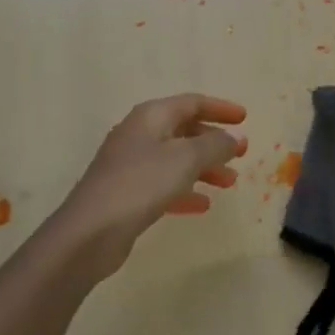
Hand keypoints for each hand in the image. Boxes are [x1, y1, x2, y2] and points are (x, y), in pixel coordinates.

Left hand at [53, 94, 248, 277]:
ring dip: (204, 168)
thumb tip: (234, 138)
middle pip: (184, 130)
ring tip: (229, 183)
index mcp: (151, 116)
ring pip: (176, 159)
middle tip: (240, 155)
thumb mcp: (186, 159)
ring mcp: (130, 165)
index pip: (192, 102)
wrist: (90, 231)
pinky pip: (163, 184)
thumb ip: (215, 145)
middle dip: (214, 142)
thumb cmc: (141, 183)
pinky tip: (202, 205)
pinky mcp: (126, 194)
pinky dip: (185, 190)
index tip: (245, 118)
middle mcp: (139, 134)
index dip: (220, 108)